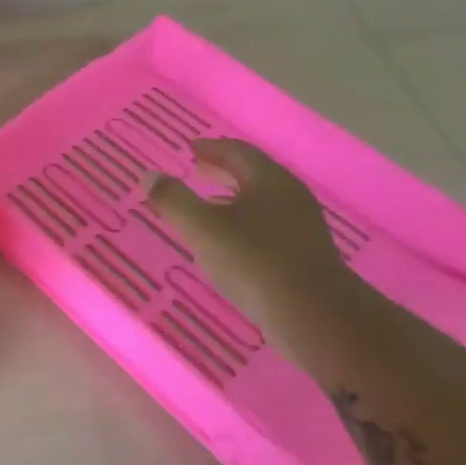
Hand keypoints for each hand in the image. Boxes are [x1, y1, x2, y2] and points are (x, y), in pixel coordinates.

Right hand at [147, 138, 357, 336]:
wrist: (316, 316)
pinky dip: (244, 220)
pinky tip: (230, 241)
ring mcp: (302, 227)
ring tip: (209, 204)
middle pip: (254, 174)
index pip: (238, 152)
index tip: (191, 148)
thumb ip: (173, 200)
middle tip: (198, 170)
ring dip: (233, 196)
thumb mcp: (203, 228)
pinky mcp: (305, 254)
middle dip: (224, 170)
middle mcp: (290, 196)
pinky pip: (269, 225)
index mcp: (269, 181)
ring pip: (262, 201)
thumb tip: (149, 176)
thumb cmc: (254, 262)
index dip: (212, 148)